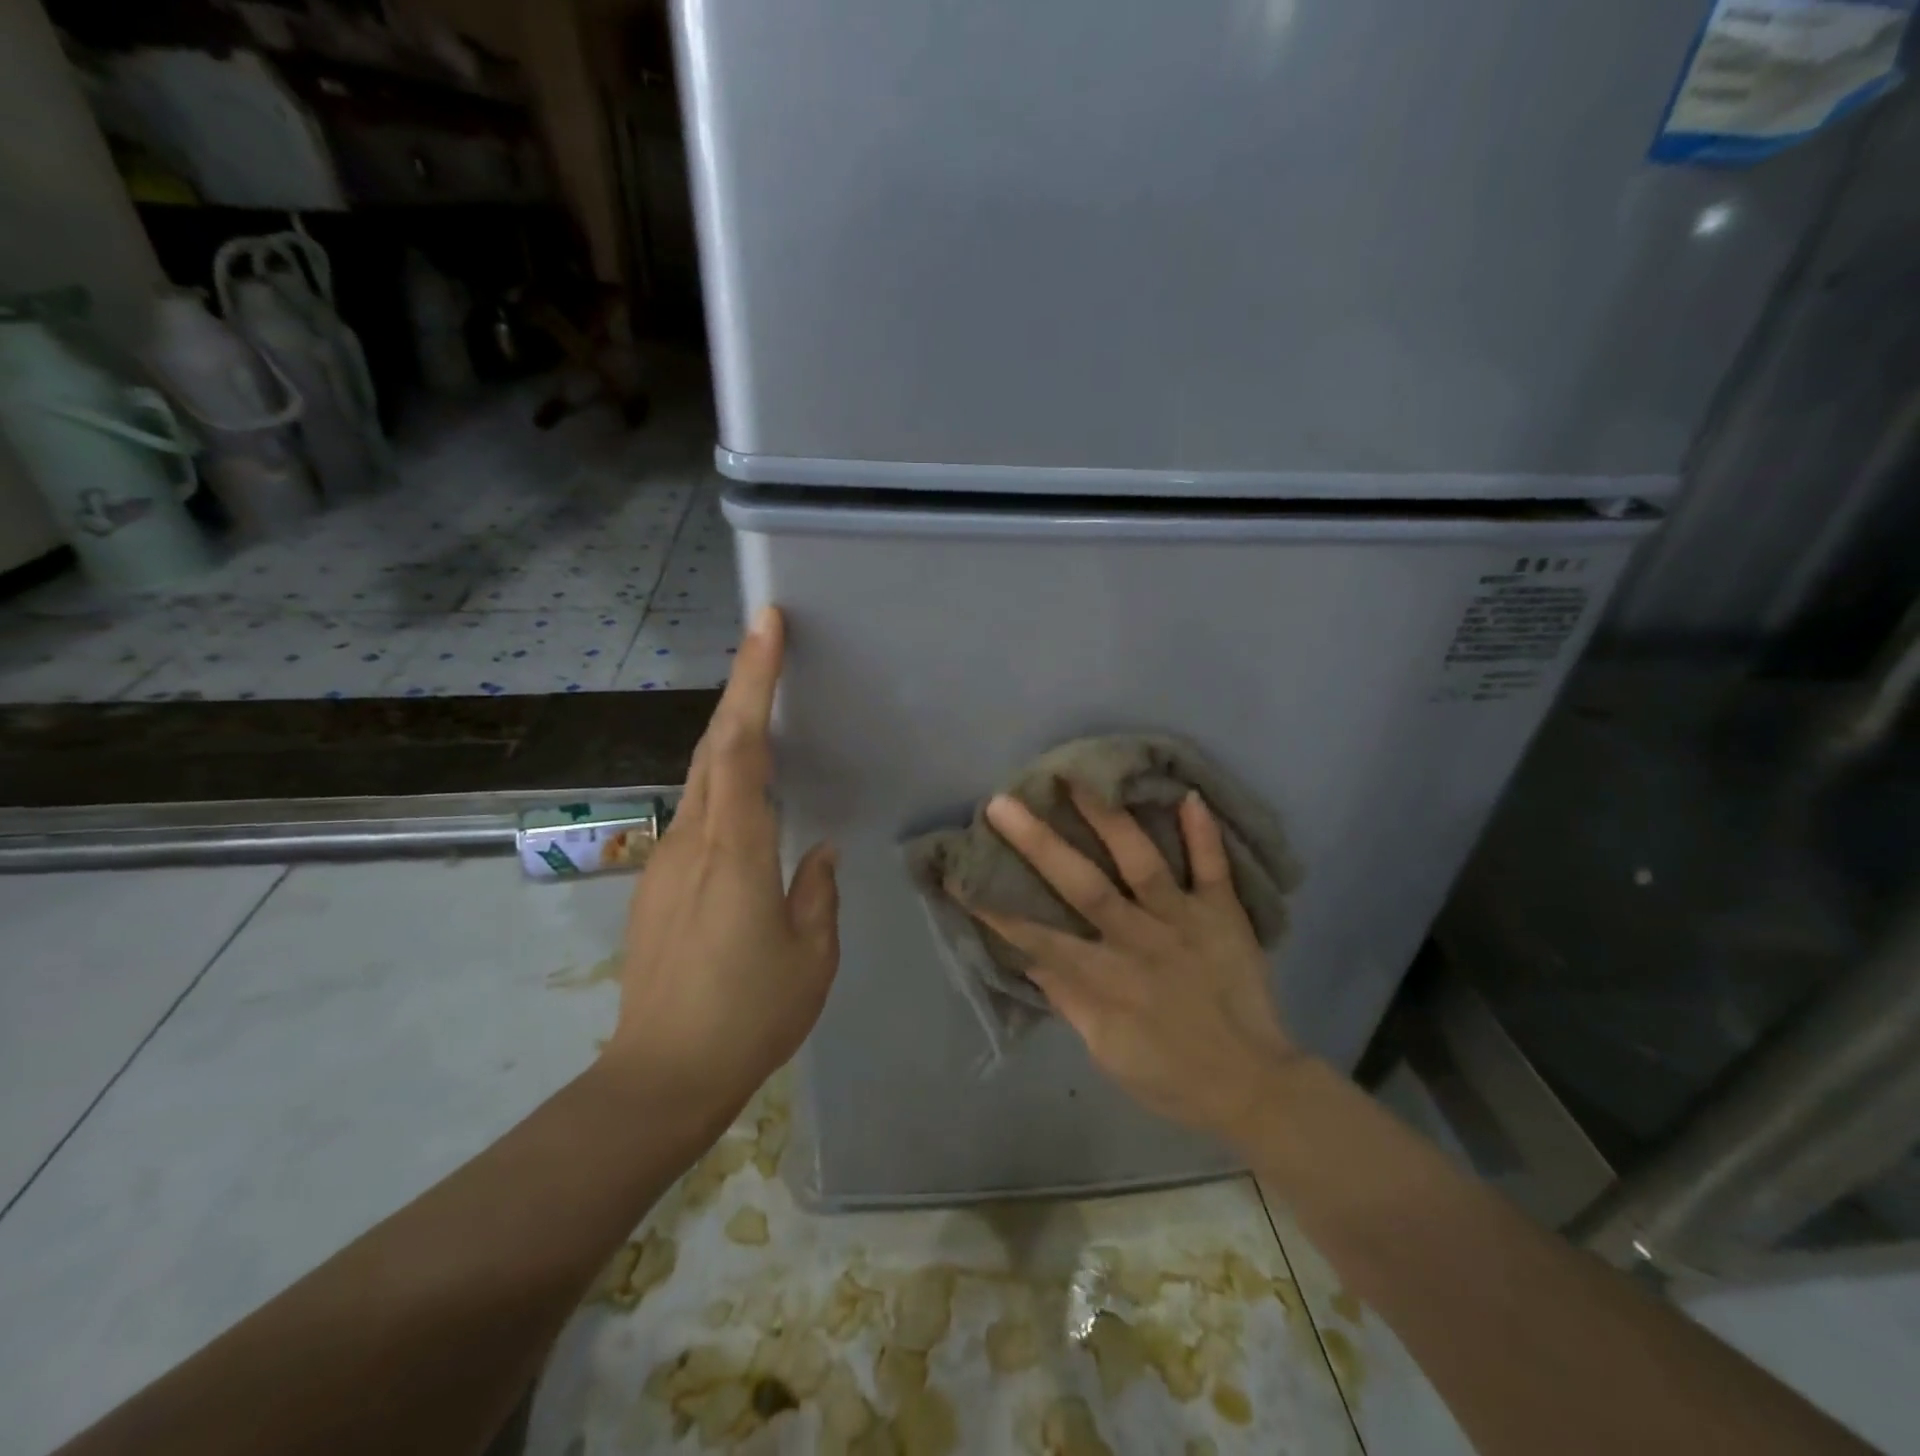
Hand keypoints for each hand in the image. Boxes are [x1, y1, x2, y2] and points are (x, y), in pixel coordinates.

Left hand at [601, 606, 838, 1118]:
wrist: (659, 1077)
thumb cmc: (748, 1016)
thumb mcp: (811, 956)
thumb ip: (817, 892)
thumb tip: (819, 851)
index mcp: (736, 850)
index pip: (742, 746)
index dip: (753, 681)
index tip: (765, 627)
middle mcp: (693, 840)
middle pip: (713, 745)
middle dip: (740, 685)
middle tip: (766, 639)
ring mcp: (667, 860)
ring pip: (700, 775)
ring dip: (729, 731)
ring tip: (762, 702)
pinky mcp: (657, 882)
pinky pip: (696, 812)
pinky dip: (721, 780)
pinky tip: (745, 791)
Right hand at [959, 785, 1299, 1145]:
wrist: (1254, 1087)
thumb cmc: (1170, 1076)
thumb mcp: (1105, 1050)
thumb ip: (1068, 999)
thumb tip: (1030, 958)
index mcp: (1106, 978)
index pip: (1039, 938)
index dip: (996, 909)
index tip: (960, 874)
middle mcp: (1140, 940)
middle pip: (1084, 886)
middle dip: (1039, 844)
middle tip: (1002, 804)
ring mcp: (1184, 922)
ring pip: (1142, 863)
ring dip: (1110, 819)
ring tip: (1081, 777)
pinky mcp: (1223, 917)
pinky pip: (1215, 869)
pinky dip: (1204, 834)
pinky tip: (1188, 794)